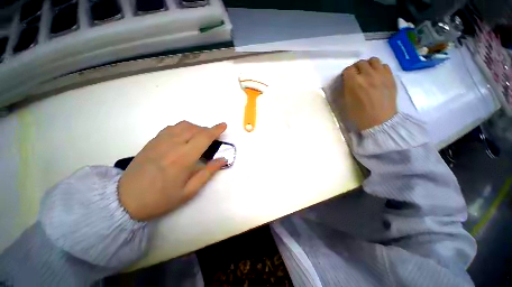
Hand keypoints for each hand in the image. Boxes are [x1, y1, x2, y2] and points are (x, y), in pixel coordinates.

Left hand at [118, 121, 227, 220]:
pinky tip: (184, 137)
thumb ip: (208, 173)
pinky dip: (183, 128)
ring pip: (183, 125)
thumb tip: (222, 160)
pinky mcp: (152, 141)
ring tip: (199, 138)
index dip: (216, 130)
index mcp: (183, 158)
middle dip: (208, 131)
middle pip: (195, 129)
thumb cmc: (160, 198)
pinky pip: (172, 127)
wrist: (125, 199)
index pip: (204, 137)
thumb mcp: (189, 191)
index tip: (224, 125)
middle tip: (213, 139)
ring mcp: (160, 141)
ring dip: (196, 128)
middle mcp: (172, 145)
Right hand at [340, 57, 396, 130]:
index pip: (348, 69)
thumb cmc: (359, 115)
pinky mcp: (390, 77)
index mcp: (354, 82)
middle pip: (360, 62)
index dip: (346, 74)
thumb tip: (347, 82)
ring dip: (368, 65)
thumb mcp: (346, 102)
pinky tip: (377, 76)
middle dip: (356, 68)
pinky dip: (379, 68)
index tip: (346, 79)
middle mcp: (367, 75)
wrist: (379, 121)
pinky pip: (384, 65)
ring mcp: (381, 75)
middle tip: (356, 75)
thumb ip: (346, 89)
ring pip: (373, 60)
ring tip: (367, 72)